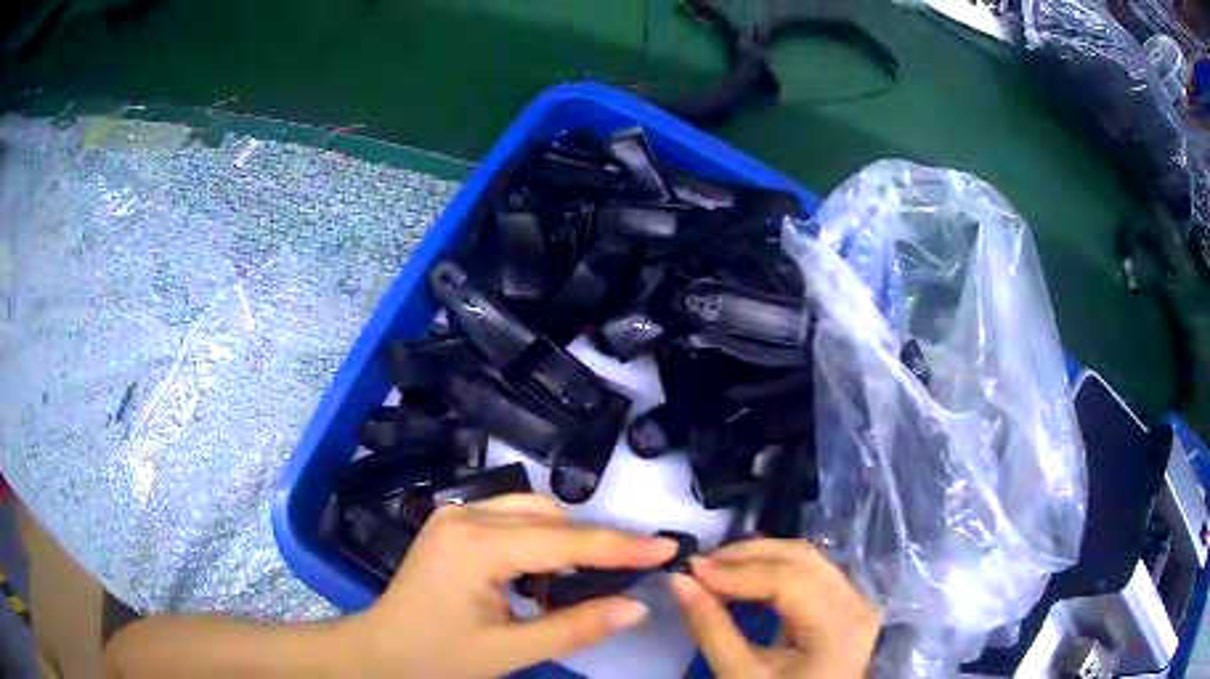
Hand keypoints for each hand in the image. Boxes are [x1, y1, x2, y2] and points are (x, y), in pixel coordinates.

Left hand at [345, 494, 677, 678]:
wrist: (380, 651)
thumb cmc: (438, 658)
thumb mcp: (510, 651)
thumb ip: (576, 627)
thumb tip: (638, 606)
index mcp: (476, 546)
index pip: (564, 540)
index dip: (621, 546)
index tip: (668, 546)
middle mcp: (465, 515)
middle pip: (551, 517)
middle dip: (597, 543)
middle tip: (638, 569)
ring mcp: (455, 514)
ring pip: (534, 510)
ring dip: (569, 540)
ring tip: (592, 578)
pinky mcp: (453, 523)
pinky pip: (512, 517)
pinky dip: (541, 540)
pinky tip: (547, 575)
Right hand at [669, 539, 878, 678]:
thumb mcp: (739, 676)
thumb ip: (711, 628)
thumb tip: (678, 580)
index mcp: (839, 627)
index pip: (789, 580)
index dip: (737, 570)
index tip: (690, 569)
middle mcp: (857, 603)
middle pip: (802, 560)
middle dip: (746, 557)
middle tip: (699, 566)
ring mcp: (856, 601)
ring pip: (807, 559)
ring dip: (759, 559)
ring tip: (715, 569)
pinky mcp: (846, 605)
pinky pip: (811, 573)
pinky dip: (774, 570)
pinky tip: (743, 578)